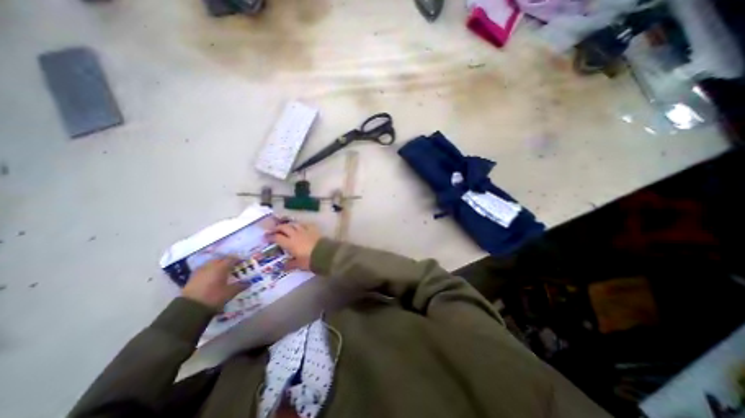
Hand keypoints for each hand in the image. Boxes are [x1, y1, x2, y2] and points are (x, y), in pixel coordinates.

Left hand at [181, 257, 246, 310]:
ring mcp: (200, 271)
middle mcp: (211, 266)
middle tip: (233, 265)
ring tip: (223, 270)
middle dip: (227, 260)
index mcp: (221, 267)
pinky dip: (210, 270)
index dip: (238, 259)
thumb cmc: (214, 297)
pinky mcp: (193, 277)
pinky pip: (204, 269)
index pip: (232, 259)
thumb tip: (249, 282)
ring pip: (211, 263)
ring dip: (218, 264)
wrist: (189, 308)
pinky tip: (212, 276)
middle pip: (221, 259)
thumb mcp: (230, 292)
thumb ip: (240, 286)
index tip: (242, 262)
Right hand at [272, 222, 323, 270]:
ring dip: (289, 225)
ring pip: (294, 224)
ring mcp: (305, 230)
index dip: (270, 237)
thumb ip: (290, 264)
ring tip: (286, 227)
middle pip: (284, 227)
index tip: (265, 237)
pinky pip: (305, 224)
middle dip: (277, 228)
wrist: (324, 253)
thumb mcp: (299, 264)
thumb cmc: (310, 260)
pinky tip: (300, 226)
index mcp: (290, 243)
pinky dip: (300, 225)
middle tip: (273, 230)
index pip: (277, 237)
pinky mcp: (313, 229)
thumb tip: (282, 267)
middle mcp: (295, 234)